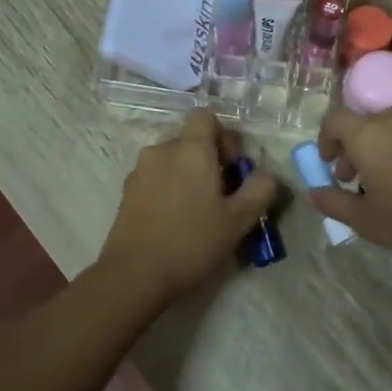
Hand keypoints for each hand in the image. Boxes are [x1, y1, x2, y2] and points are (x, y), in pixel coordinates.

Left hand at [97, 111, 278, 299]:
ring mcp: (139, 170)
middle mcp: (162, 150)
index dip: (224, 136)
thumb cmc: (191, 241)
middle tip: (221, 195)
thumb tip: (266, 175)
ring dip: (187, 175)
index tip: (232, 168)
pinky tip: (174, 221)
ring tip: (197, 211)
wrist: (134, 274)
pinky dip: (168, 189)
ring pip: (172, 161)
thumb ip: (260, 190)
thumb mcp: (239, 220)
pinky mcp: (126, 192)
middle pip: (190, 140)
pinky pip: (155, 178)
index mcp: (190, 149)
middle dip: (208, 160)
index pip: (206, 116)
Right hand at [311, 106, 391, 272]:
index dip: (327, 138)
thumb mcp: (362, 219)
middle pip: (368, 122)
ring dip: (388, 144)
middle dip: (357, 146)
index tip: (330, 162)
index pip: (335, 119)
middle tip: (359, 177)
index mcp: (369, 135)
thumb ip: (332, 201)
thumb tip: (313, 192)